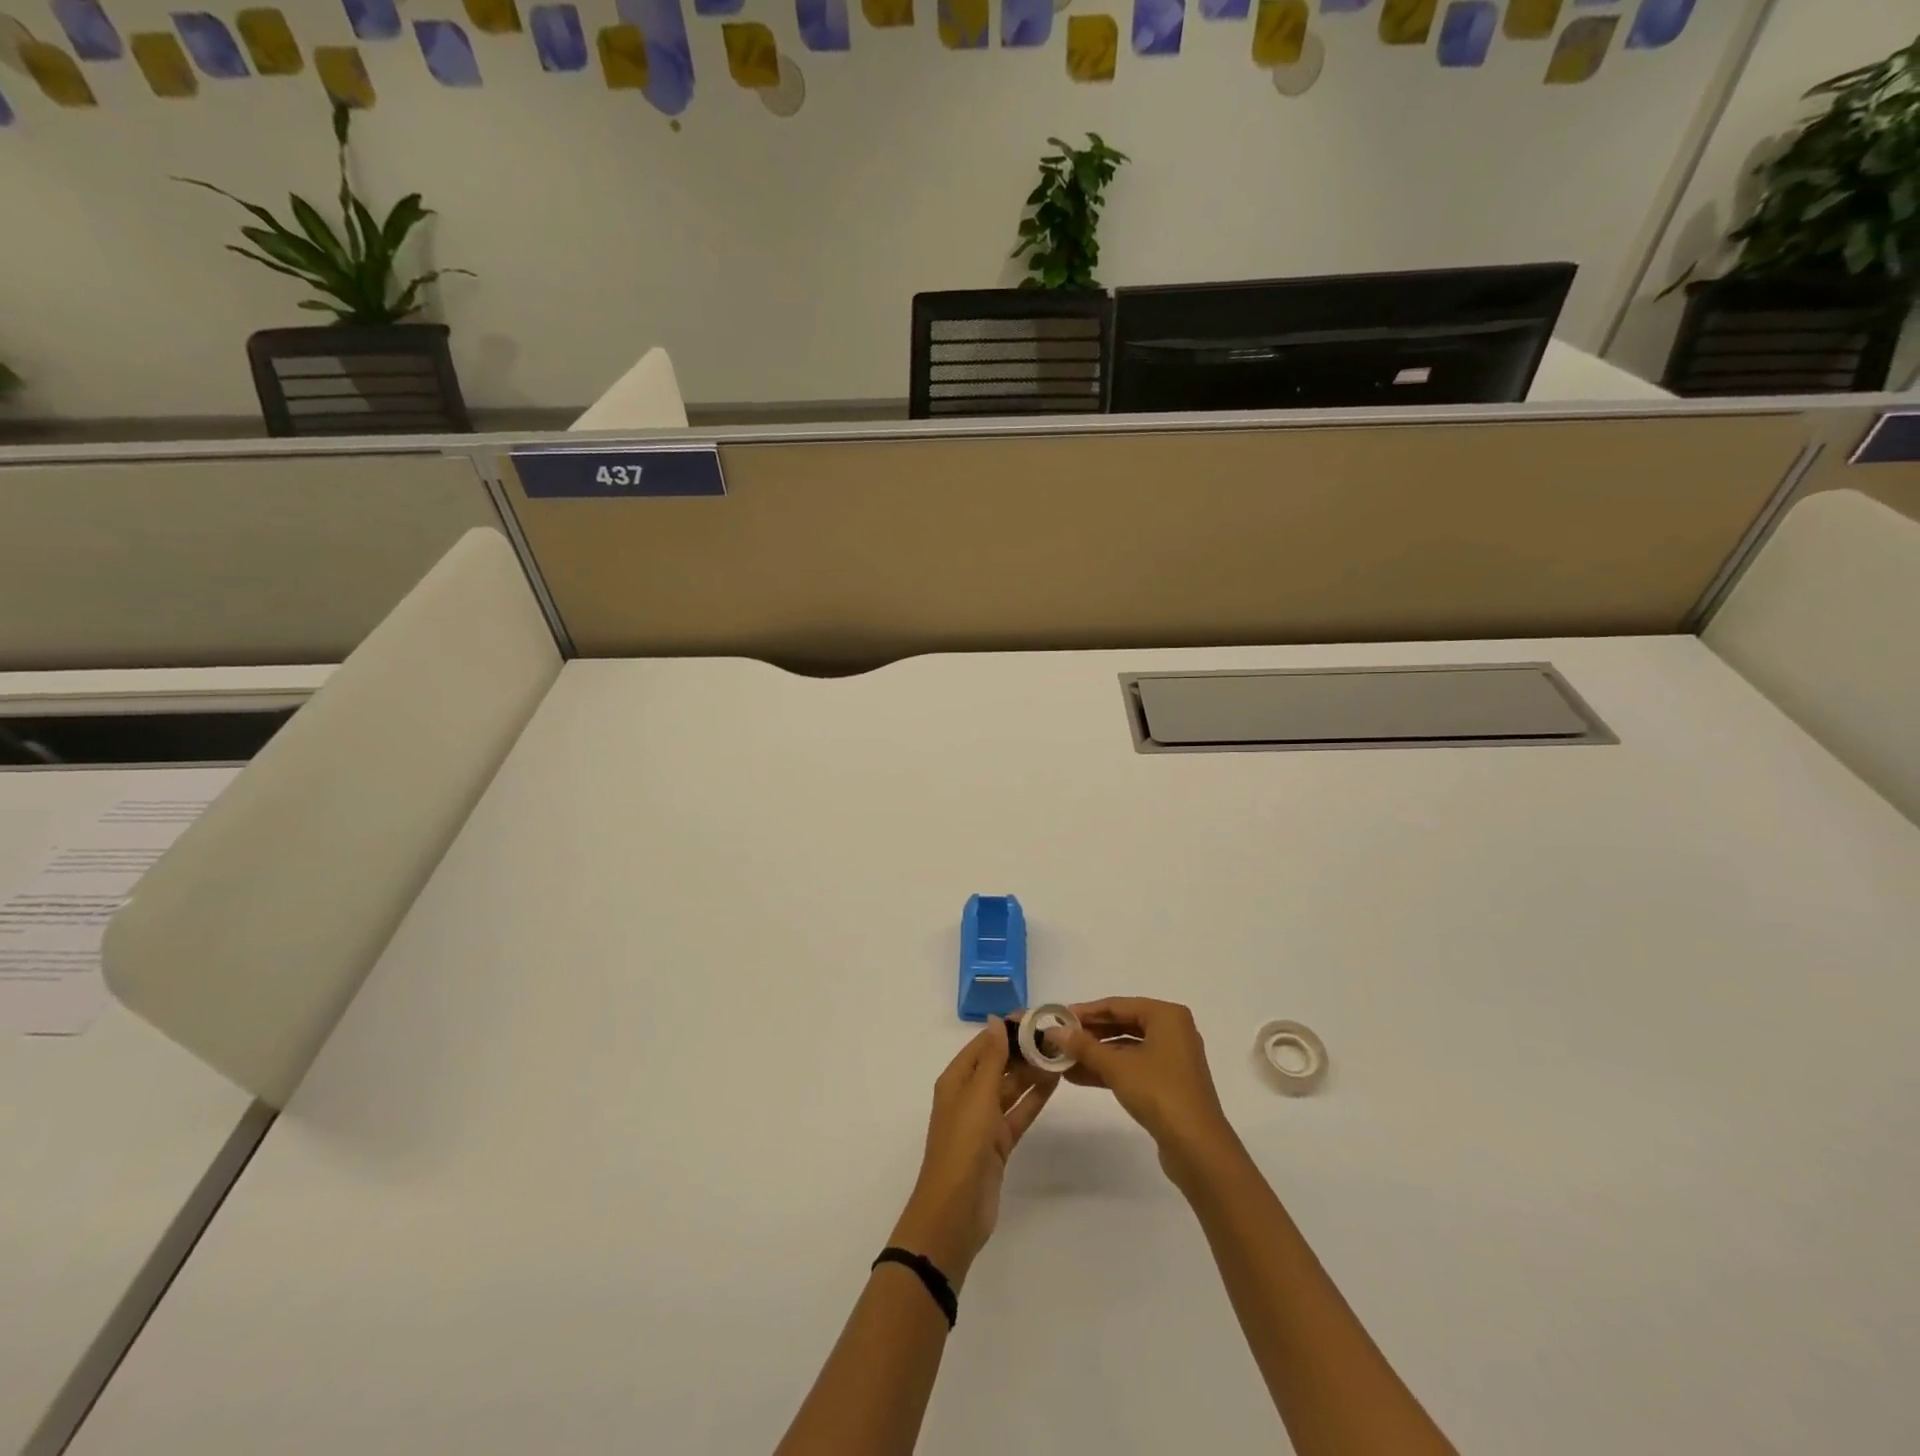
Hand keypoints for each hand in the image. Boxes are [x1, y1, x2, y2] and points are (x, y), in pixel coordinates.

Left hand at [891, 1016, 1057, 1285]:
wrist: (955, 1211)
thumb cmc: (962, 1144)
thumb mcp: (977, 1095)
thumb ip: (992, 1058)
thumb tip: (997, 1020)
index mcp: (956, 1080)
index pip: (983, 1044)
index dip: (1007, 1029)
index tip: (1036, 1016)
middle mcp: (968, 1095)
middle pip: (998, 1064)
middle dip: (1023, 1049)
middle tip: (1056, 1035)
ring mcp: (984, 1120)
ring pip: (1011, 1087)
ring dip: (1032, 1072)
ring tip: (1061, 1054)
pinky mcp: (999, 1143)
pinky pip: (1019, 1112)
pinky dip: (1035, 1098)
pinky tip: (1055, 1082)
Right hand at [1060, 997, 1241, 1185]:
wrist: (1197, 1147)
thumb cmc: (1158, 1092)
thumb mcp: (1116, 1066)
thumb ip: (1084, 1046)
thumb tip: (1053, 1031)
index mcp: (1166, 1015)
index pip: (1118, 1005)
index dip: (1086, 1011)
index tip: (1058, 1017)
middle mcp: (1172, 1031)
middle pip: (1123, 1025)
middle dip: (1090, 1034)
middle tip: (1059, 1039)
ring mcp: (1172, 1059)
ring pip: (1127, 1049)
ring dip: (1096, 1055)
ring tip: (1063, 1060)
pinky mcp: (1168, 1083)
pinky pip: (1133, 1067)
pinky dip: (1109, 1070)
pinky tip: (1080, 1077)